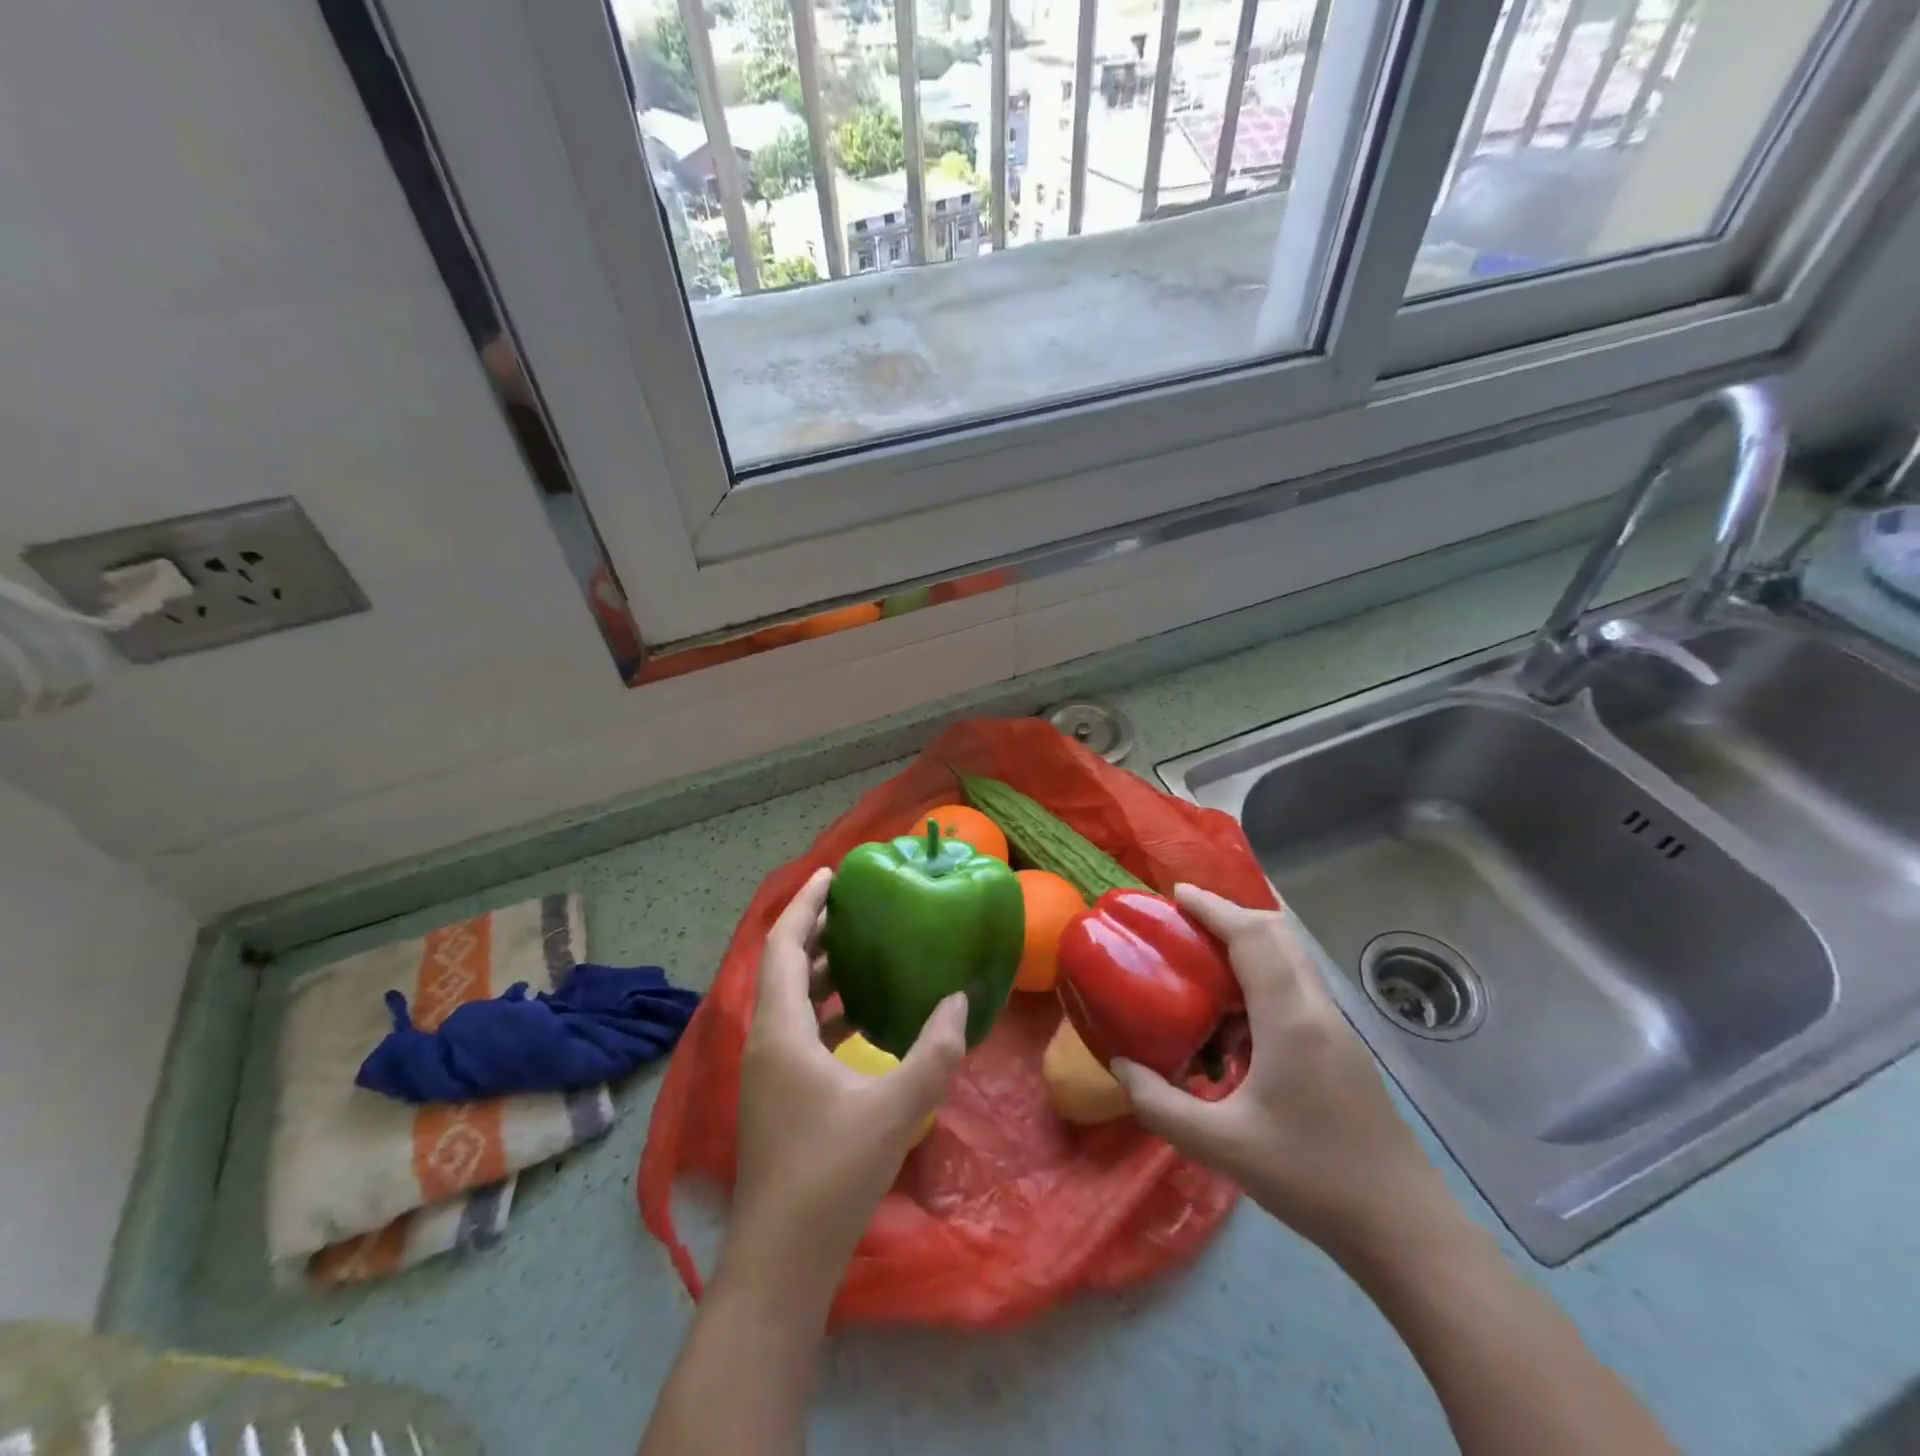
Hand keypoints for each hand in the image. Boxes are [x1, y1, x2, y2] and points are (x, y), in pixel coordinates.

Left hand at [718, 866, 967, 1315]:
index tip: (831, 874)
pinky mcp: (777, 1097)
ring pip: (789, 1001)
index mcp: (780, 1031)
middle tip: (854, 905)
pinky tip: (860, 1018)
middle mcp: (765, 1042)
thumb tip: (959, 1000)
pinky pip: (799, 1032)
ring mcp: (767, 1072)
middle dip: (814, 931)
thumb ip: (935, 1051)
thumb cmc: (831, 1174)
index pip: (784, 946)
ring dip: (819, 971)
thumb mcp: (896, 1108)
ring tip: (860, 950)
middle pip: (783, 967)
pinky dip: (825, 1011)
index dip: (805, 905)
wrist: (781, 1262)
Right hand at [1110, 884, 1446, 1262]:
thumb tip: (1120, 1065)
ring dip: (1249, 945)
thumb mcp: (1221, 1146)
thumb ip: (1160, 1104)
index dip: (1213, 907)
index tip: (1175, 895)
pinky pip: (1296, 989)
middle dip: (1231, 915)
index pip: (1252, 937)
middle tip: (1185, 924)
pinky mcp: (1341, 1049)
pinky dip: (1262, 978)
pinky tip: (1234, 1021)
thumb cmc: (1310, 1179)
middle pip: (1278, 934)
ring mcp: (1335, 1028)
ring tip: (1203, 963)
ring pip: (1291, 959)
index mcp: (1289, 1018)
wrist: (1403, 1229)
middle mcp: (1316, 1009)